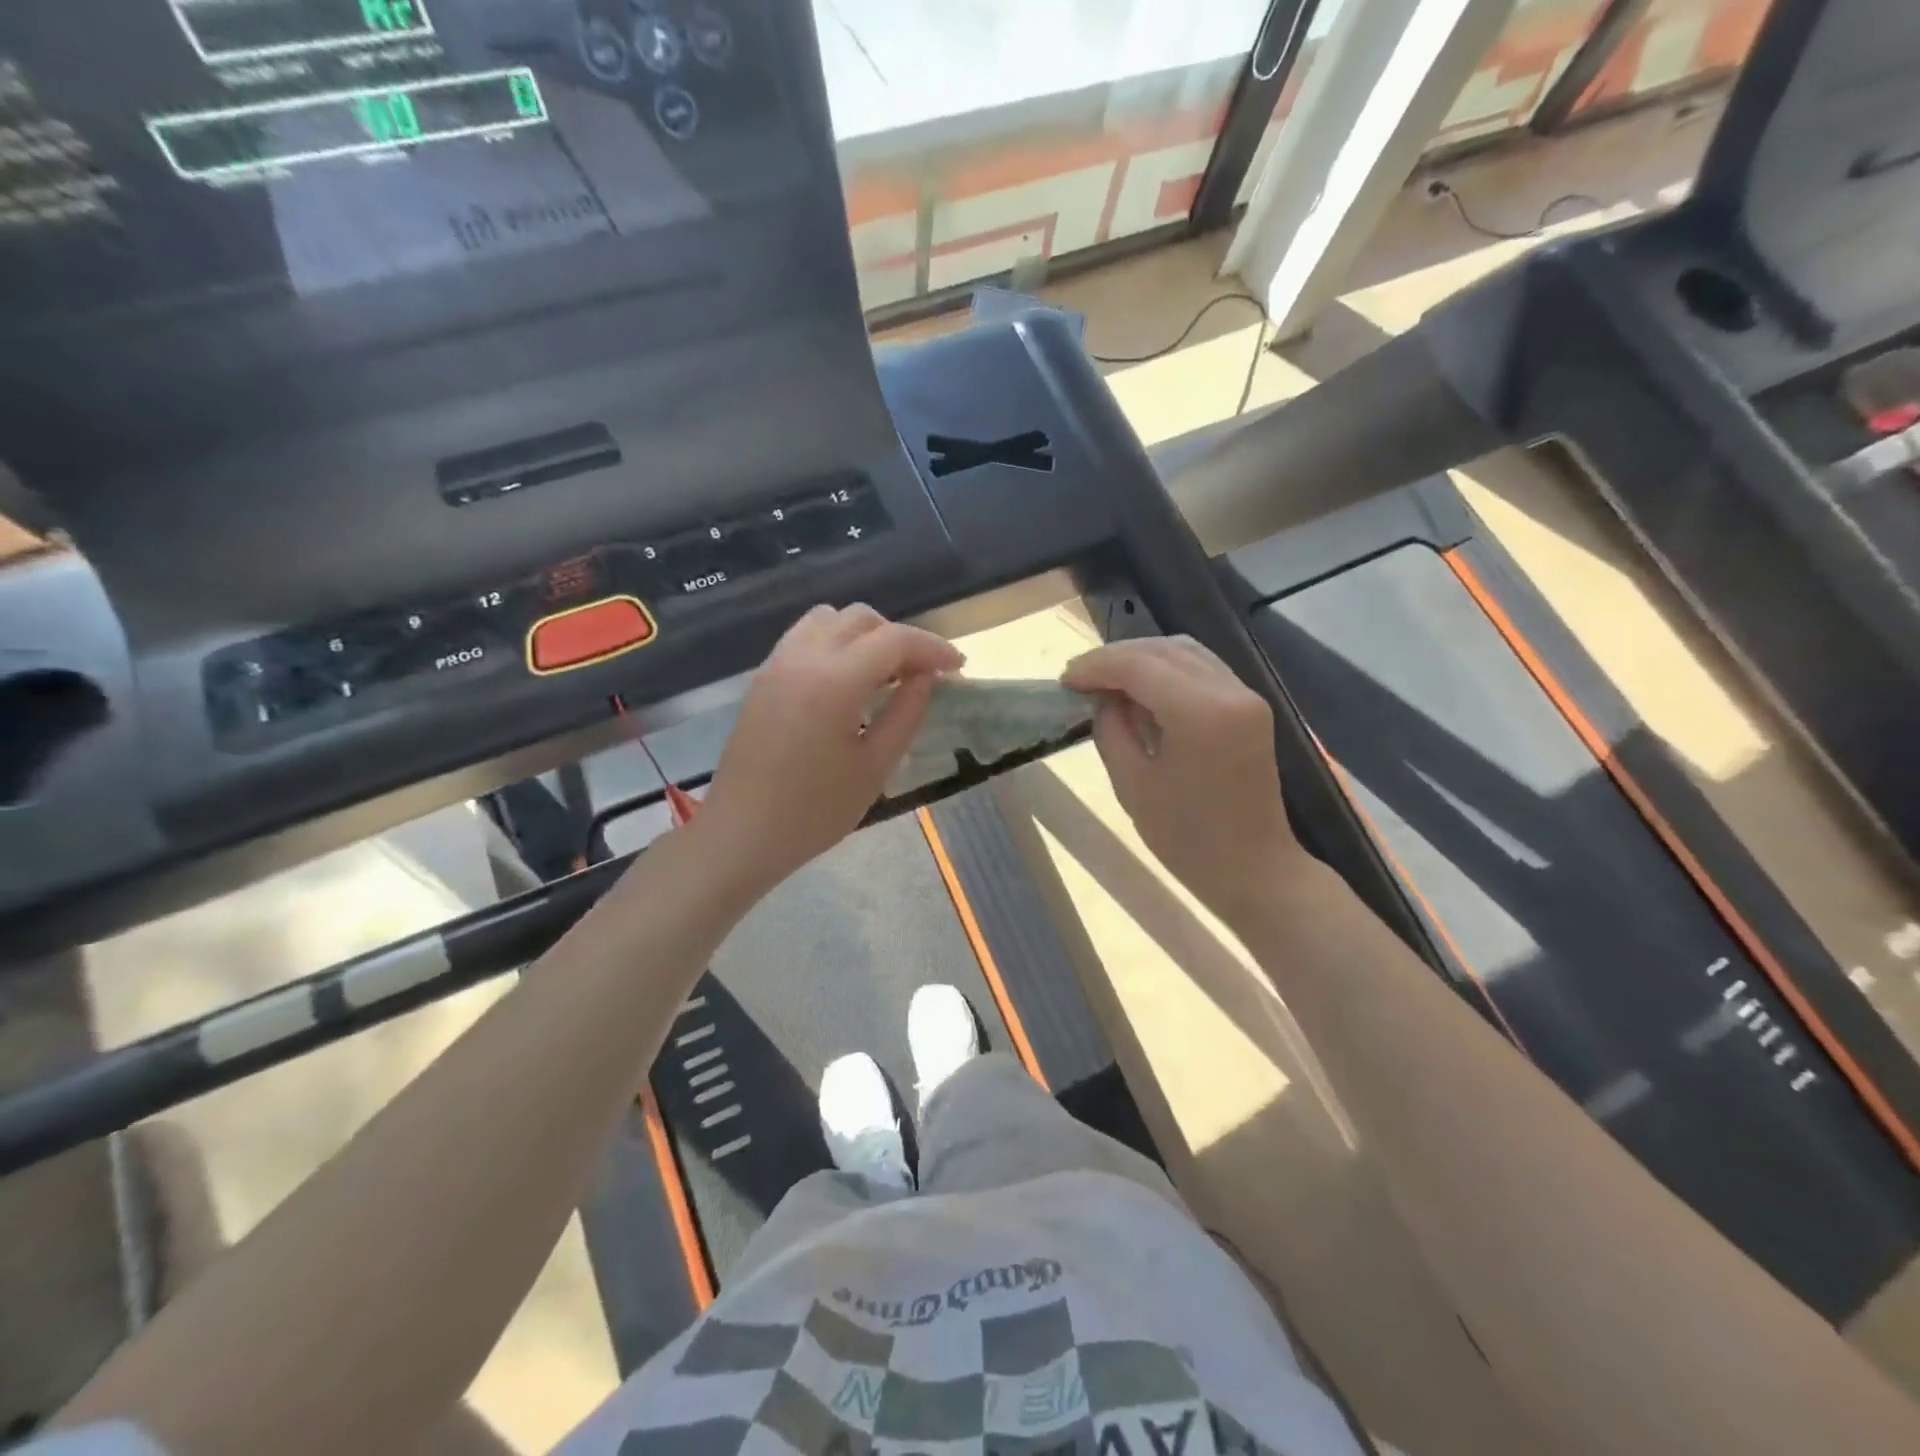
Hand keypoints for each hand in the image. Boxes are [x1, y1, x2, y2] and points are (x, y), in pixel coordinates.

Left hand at [693, 604, 963, 897]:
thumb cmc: (814, 812)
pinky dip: (836, 643)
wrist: (741, 834)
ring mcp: (777, 663)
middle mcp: (803, 658)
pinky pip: (805, 637)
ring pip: (830, 620)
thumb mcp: (875, 767)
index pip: (894, 640)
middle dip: (900, 639)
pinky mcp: (763, 677)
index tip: (957, 668)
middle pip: (861, 618)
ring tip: (883, 674)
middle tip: (922, 676)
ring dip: (865, 635)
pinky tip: (847, 681)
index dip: (933, 648)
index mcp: (834, 681)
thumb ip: (906, 713)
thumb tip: (926, 677)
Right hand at [1062, 637, 1304, 923]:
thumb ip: (1112, 728)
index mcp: (1201, 712)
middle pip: (1163, 649)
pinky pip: (1201, 669)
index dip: (1096, 666)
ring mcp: (1245, 695)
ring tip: (1105, 681)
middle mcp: (1229, 691)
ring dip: (1141, 658)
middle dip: (1116, 657)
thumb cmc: (1187, 839)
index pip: (1139, 665)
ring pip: (1184, 651)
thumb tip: (1103, 697)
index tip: (1065, 681)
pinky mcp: (1249, 707)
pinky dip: (1166, 669)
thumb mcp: (1132, 784)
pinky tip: (1140, 690)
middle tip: (1079, 678)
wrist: (1254, 869)